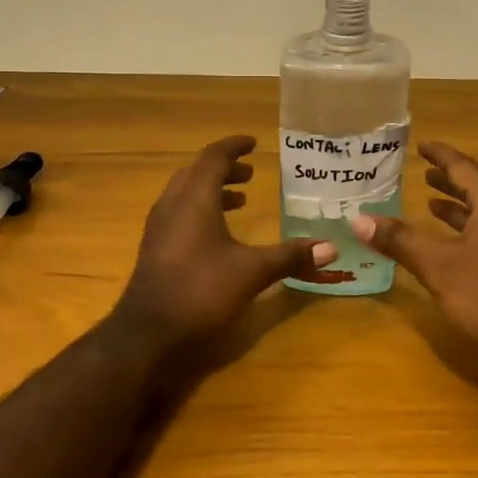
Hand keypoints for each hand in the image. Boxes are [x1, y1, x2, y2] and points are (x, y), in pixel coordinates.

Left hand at [111, 135, 336, 355]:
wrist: (147, 334)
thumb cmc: (200, 291)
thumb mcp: (251, 272)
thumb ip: (290, 257)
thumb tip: (331, 249)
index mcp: (194, 200)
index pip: (213, 157)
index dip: (233, 147)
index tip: (253, 143)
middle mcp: (172, 206)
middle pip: (197, 172)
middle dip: (224, 169)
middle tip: (250, 174)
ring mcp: (159, 228)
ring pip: (185, 194)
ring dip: (211, 190)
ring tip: (239, 200)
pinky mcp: (154, 249)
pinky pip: (178, 214)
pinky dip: (200, 211)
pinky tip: (217, 235)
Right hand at [351, 141, 477, 373]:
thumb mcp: (438, 268)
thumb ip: (400, 240)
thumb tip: (358, 220)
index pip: (464, 168)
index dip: (440, 156)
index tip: (422, 146)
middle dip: (450, 180)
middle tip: (423, 172)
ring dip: (462, 206)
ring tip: (432, 203)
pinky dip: (476, 226)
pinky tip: (458, 240)